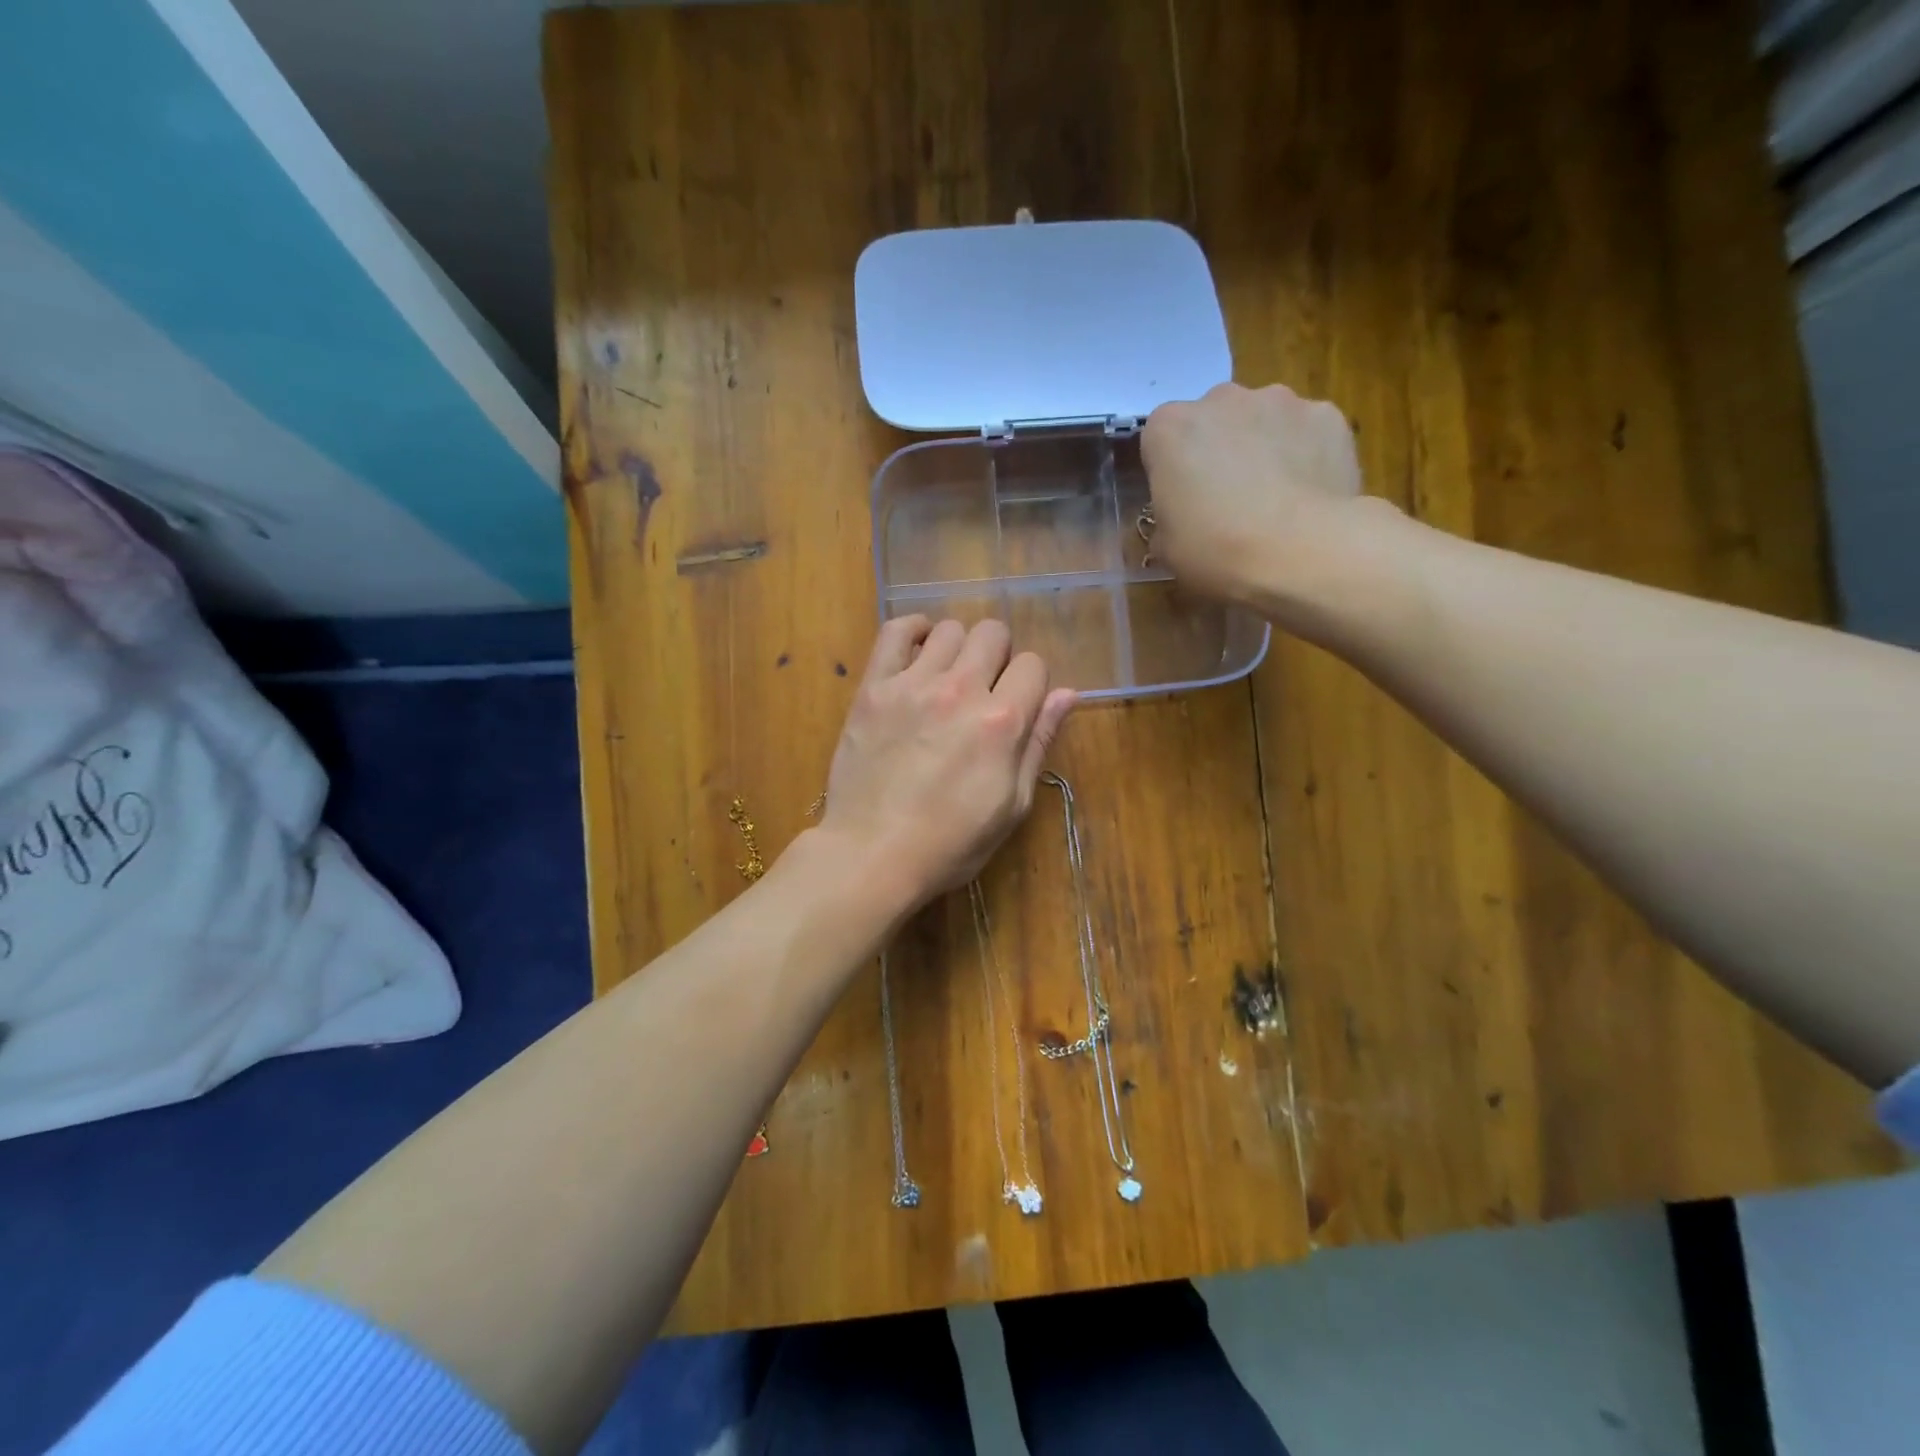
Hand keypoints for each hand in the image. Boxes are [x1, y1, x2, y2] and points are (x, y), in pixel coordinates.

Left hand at [814, 616, 1075, 907]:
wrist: (872, 854)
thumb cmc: (951, 843)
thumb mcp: (1011, 805)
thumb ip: (1038, 742)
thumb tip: (1067, 694)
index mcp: (1002, 722)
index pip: (1033, 665)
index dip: (1031, 682)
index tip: (1017, 704)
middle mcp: (961, 690)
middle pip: (993, 633)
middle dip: (999, 656)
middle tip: (985, 689)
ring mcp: (913, 684)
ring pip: (950, 629)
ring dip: (959, 648)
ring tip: (949, 677)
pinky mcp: (874, 688)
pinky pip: (895, 632)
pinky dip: (913, 630)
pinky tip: (919, 647)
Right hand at [1141, 382, 1366, 605]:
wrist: (1301, 552)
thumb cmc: (1216, 550)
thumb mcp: (1167, 548)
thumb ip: (1167, 518)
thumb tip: (1181, 518)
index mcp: (1170, 429)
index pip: (1160, 441)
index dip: (1170, 472)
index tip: (1181, 502)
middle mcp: (1221, 399)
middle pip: (1212, 421)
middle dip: (1217, 451)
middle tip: (1227, 500)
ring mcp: (1278, 400)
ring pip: (1262, 421)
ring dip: (1262, 447)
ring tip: (1275, 499)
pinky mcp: (1326, 414)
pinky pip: (1306, 431)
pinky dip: (1306, 453)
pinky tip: (1309, 494)